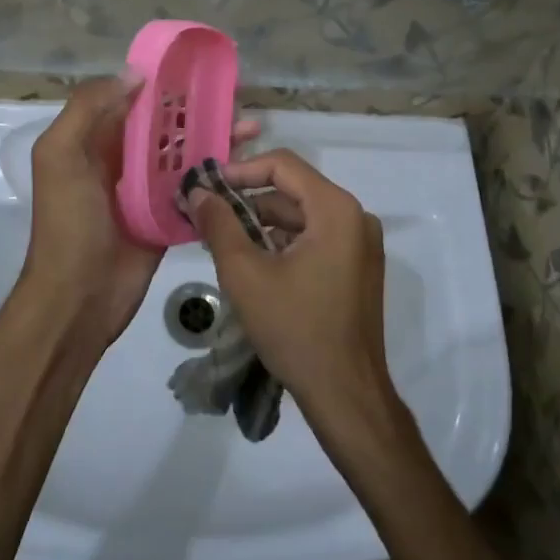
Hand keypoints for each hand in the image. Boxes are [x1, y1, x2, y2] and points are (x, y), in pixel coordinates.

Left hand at [25, 77, 259, 351]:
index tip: (202, 68)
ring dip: (215, 139)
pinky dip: (218, 176)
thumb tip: (134, 73)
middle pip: (166, 125)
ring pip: (185, 154)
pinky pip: (195, 188)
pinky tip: (246, 166)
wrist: (78, 299)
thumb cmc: (68, 223)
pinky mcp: (168, 217)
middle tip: (238, 98)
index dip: (165, 82)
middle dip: (199, 110)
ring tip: (251, 128)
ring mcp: (148, 190)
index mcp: (94, 140)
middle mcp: (122, 159)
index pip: (134, 99)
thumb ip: (87, 109)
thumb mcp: (60, 157)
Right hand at [185, 149, 393, 436]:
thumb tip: (197, 191)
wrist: (345, 394)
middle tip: (208, 214)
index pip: (283, 165)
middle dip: (248, 199)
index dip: (241, 171)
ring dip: (263, 222)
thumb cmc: (295, 329)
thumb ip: (219, 224)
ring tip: (223, 239)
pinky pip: (316, 237)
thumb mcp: (245, 274)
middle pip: (294, 189)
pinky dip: (284, 241)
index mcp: (336, 209)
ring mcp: (361, 243)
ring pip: (303, 215)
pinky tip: (253, 261)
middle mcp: (355, 217)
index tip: (207, 188)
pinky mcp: (358, 266)